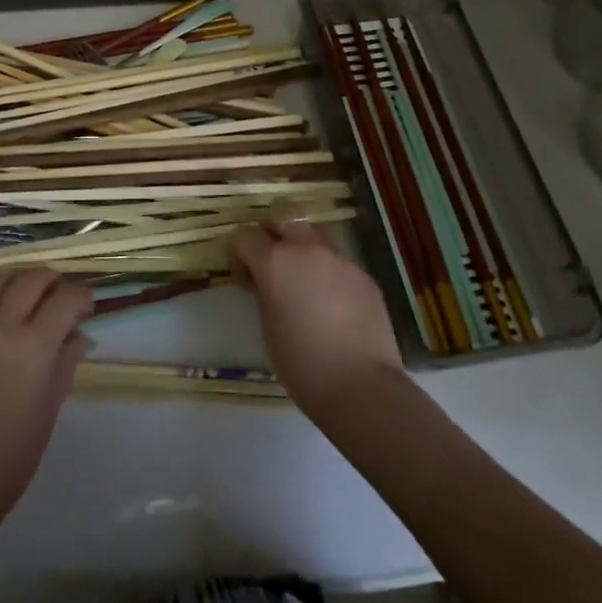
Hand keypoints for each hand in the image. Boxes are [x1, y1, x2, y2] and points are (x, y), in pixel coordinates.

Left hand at [0, 270, 92, 517]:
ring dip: (23, 278)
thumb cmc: (13, 453)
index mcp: (33, 346)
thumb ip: (65, 363)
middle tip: (63, 296)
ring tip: (35, 293)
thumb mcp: (50, 407)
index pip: (64, 300)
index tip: (88, 306)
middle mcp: (2, 326)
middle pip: (31, 279)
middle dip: (53, 280)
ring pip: (1, 280)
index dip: (81, 297)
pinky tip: (7, 314)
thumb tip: (78, 336)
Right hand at [228, 205, 404, 415]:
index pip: (244, 235)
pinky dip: (327, 273)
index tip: (244, 281)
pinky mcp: (364, 275)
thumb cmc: (302, 364)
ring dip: (301, 250)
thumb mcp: (266, 326)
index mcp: (276, 261)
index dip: (238, 255)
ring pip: (313, 235)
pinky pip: (337, 262)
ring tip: (304, 286)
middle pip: (282, 214)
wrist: (362, 388)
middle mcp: (307, 249)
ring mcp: (340, 259)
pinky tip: (332, 306)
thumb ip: (263, 291)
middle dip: (270, 232)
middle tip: (271, 265)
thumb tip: (266, 281)